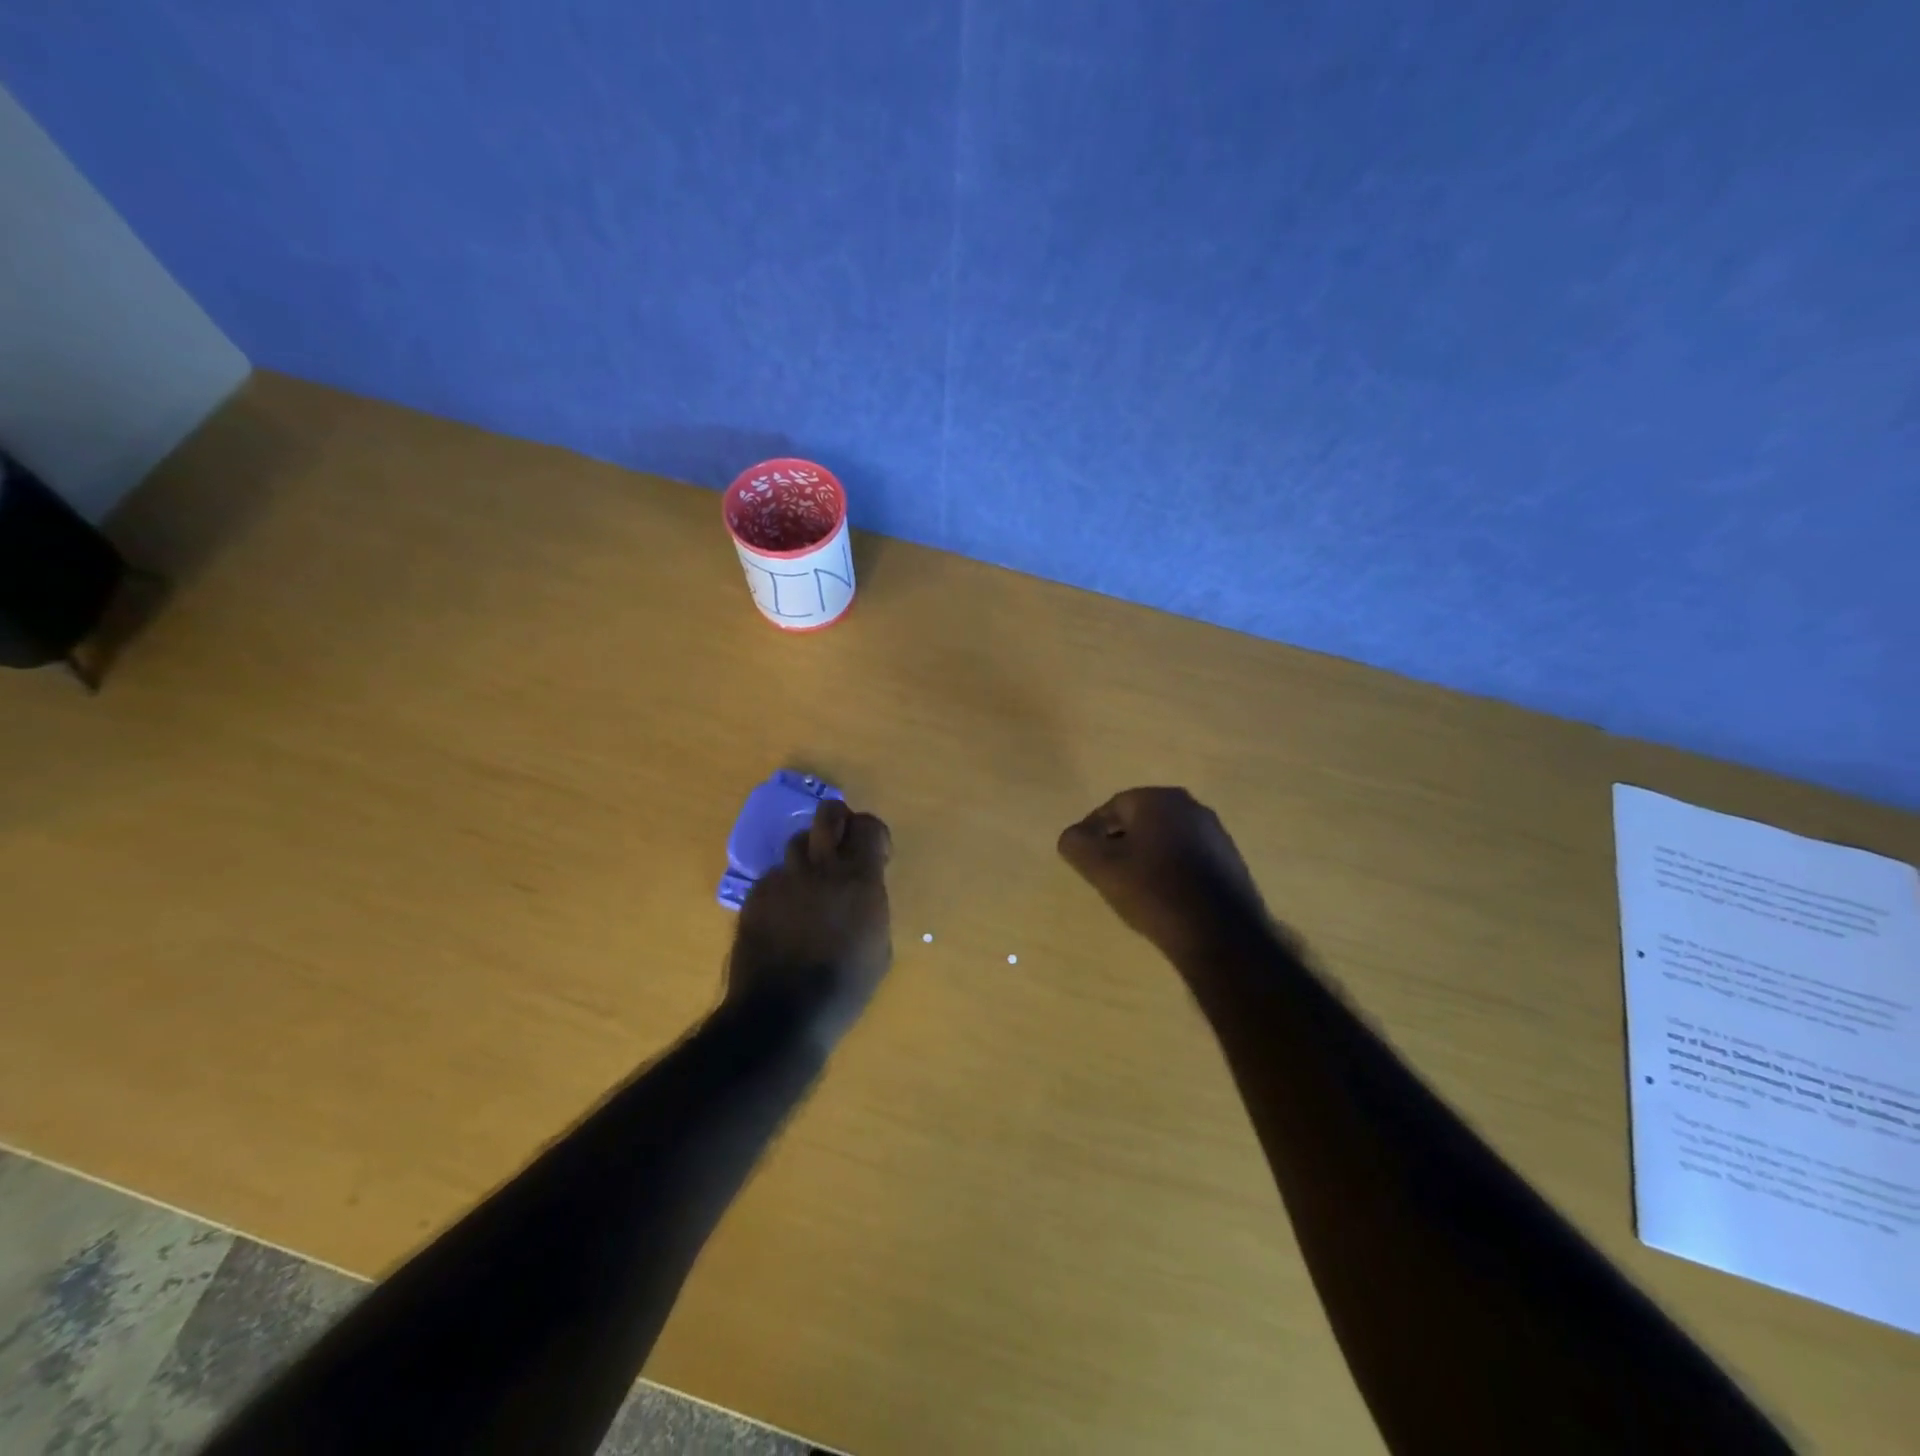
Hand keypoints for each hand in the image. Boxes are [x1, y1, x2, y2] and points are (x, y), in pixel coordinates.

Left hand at [729, 799, 892, 1046]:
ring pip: (797, 842)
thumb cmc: (844, 988)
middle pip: (828, 814)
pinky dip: (785, 887)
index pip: (868, 826)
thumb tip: (863, 893)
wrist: (781, 1014)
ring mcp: (783, 878)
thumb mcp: (879, 947)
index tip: (877, 853)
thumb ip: (872, 906)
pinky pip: (774, 876)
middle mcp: (821, 867)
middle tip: (842, 845)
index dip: (873, 833)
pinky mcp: (756, 895)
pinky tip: (785, 915)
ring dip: (809, 855)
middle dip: (839, 821)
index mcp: (859, 879)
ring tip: (811, 883)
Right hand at [1057, 787, 1270, 961]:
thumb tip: (1073, 836)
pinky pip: (1187, 858)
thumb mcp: (1100, 868)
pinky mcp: (1230, 862)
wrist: (1221, 935)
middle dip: (1120, 845)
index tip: (1086, 862)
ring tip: (1136, 892)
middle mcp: (1191, 807)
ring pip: (1164, 840)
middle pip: (1140, 822)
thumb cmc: (1154, 892)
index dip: (1093, 834)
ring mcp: (1216, 834)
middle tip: (1107, 876)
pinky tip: (1166, 900)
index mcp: (1159, 799)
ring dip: (1146, 859)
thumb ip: (1076, 844)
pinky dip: (1171, 872)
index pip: (1112, 808)